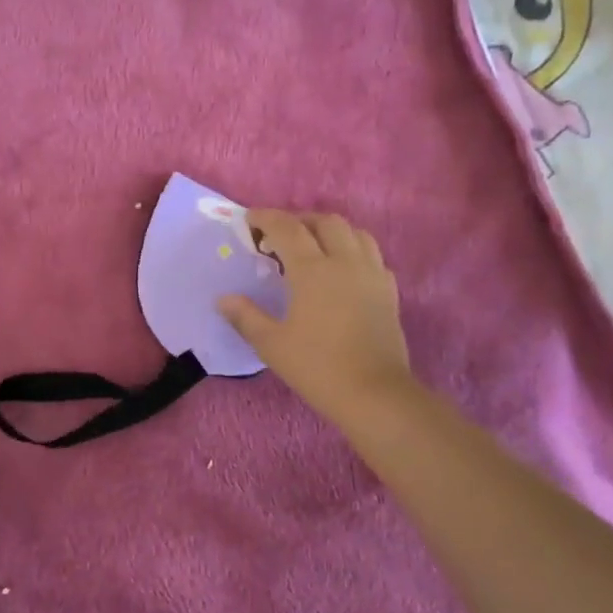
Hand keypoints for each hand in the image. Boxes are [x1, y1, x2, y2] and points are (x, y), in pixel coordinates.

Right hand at [219, 210, 413, 430]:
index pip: (287, 228)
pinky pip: (372, 256)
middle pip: (325, 222)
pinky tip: (343, 270)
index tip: (249, 220)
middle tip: (279, 235)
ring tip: (313, 246)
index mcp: (312, 270)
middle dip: (299, 220)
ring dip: (330, 230)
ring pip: (354, 233)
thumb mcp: (271, 344)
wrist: (374, 394)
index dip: (266, 218)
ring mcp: (372, 274)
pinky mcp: (389, 291)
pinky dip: (353, 251)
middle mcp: (344, 262)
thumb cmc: (317, 367)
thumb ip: (245, 316)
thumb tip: (223, 299)